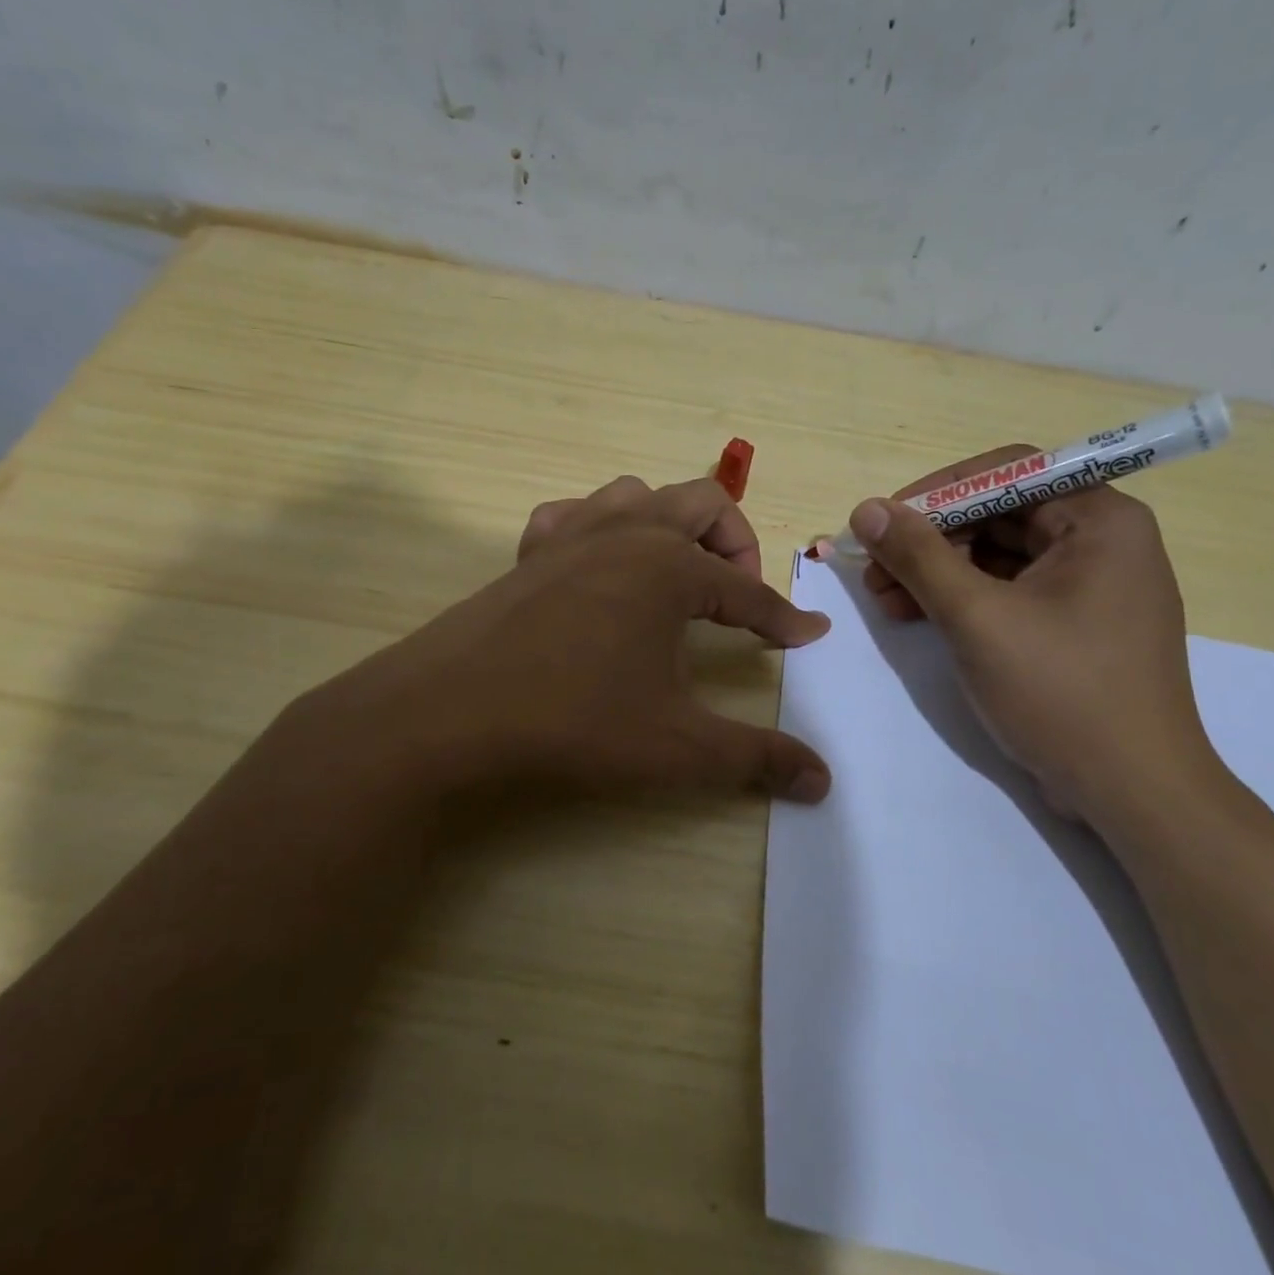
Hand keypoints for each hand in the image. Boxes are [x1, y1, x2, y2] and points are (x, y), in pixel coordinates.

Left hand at [330, 476, 832, 803]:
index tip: (808, 636)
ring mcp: (570, 536)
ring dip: (670, 521)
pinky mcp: (527, 554)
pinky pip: (571, 516)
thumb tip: (823, 780)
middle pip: (702, 503)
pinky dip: (598, 527)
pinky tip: (595, 567)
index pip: (747, 590)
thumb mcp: (677, 746)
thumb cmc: (574, 721)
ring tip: (677, 573)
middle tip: (740, 596)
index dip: (783, 618)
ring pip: (637, 494)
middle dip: (737, 542)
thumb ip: (756, 758)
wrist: (449, 714)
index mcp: (671, 568)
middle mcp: (625, 535)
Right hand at [849, 447, 1218, 820]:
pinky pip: (1007, 590)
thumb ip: (919, 557)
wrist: (1132, 793)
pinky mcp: (1073, 624)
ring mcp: (1088, 586)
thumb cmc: (1061, 692)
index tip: (883, 523)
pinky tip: (916, 617)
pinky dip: (961, 599)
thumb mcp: (977, 618)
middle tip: (874, 570)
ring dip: (936, 572)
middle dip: (929, 540)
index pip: (1007, 473)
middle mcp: (1101, 541)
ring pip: (996, 555)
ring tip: (884, 599)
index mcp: (1100, 521)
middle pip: (998, 514)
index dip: (937, 492)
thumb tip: (866, 510)